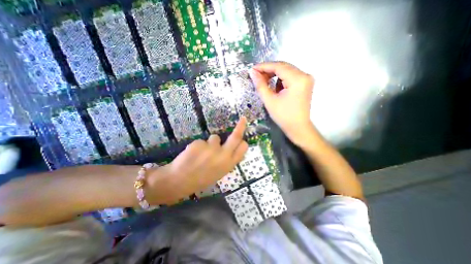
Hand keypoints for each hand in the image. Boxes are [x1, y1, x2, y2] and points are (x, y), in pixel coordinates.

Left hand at [149, 118, 247, 203]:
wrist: (178, 182)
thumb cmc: (200, 179)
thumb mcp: (219, 173)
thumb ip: (227, 161)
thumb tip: (233, 149)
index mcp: (229, 164)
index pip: (243, 148)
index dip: (243, 142)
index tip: (243, 137)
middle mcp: (223, 155)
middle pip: (236, 136)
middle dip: (241, 126)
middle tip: (243, 119)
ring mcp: (211, 149)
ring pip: (215, 138)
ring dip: (210, 143)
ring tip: (201, 153)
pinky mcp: (200, 143)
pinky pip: (203, 141)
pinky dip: (199, 145)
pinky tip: (193, 154)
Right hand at [248, 61, 313, 143]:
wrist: (298, 127)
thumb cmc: (283, 116)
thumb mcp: (269, 100)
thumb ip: (260, 85)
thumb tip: (253, 73)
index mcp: (297, 79)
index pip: (279, 66)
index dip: (264, 66)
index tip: (252, 69)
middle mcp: (305, 75)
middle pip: (283, 67)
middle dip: (268, 70)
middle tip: (256, 75)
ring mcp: (306, 79)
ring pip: (287, 71)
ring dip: (274, 74)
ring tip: (264, 81)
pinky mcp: (305, 84)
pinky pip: (290, 76)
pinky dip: (280, 79)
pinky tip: (274, 86)